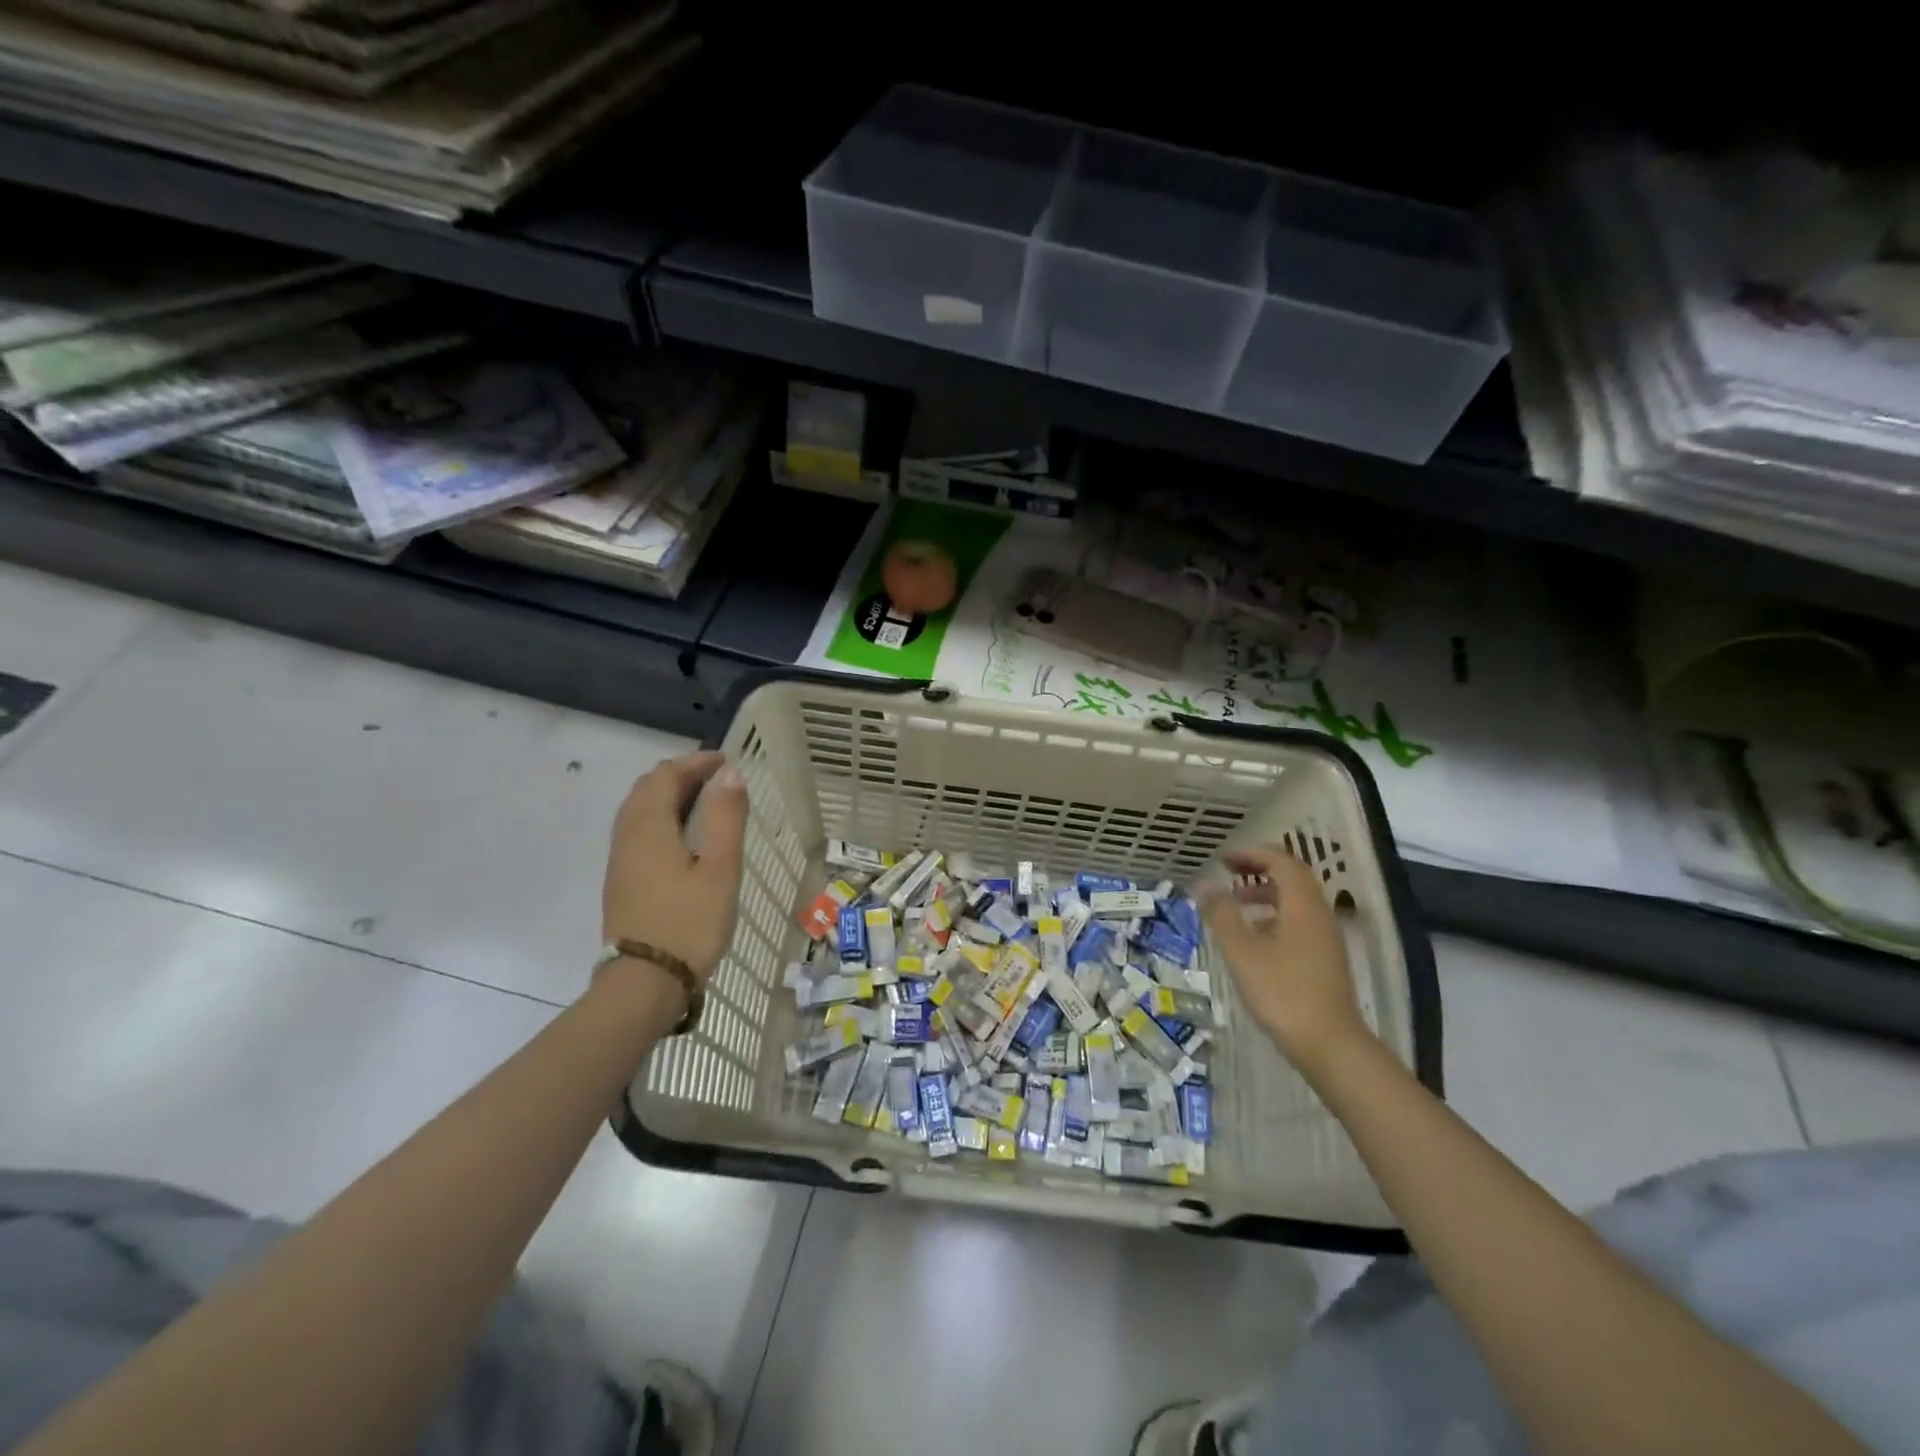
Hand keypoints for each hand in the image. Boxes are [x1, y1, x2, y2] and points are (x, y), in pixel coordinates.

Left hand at [602, 751, 747, 983]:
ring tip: (704, 804)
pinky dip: (660, 818)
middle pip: (647, 788)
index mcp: (649, 826)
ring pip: (639, 810)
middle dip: (681, 775)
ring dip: (669, 796)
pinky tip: (683, 838)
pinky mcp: (621, 881)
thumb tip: (730, 774)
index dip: (696, 762)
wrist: (644, 983)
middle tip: (718, 780)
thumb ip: (725, 817)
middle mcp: (627, 836)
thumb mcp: (720, 868)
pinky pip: (637, 832)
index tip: (727, 762)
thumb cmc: (690, 922)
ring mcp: (620, 860)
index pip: (666, 775)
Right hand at [1200, 844, 1370, 1066]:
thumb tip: (1206, 885)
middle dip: (1258, 869)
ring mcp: (1325, 938)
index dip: (1251, 854)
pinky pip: (1298, 921)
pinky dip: (1274, 915)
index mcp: (1302, 904)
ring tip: (1234, 903)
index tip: (1222, 859)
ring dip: (1265, 893)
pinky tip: (1253, 937)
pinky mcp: (1324, 959)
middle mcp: (1319, 914)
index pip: (1281, 862)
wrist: (1330, 1044)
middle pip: (1292, 877)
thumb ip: (1222, 914)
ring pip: (1295, 901)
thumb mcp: (1242, 951)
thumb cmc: (1282, 992)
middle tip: (1227, 871)